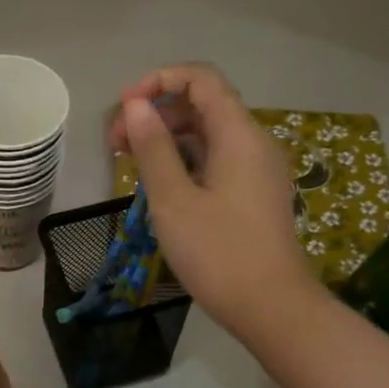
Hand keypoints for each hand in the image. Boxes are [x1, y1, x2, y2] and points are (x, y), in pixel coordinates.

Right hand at [106, 63, 314, 338]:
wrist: (272, 308)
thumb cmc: (218, 253)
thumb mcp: (174, 200)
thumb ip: (153, 148)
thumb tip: (136, 105)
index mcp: (239, 134)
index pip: (200, 79)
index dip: (158, 81)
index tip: (123, 110)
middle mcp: (254, 142)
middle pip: (203, 105)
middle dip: (157, 114)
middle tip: (116, 145)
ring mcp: (258, 170)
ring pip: (208, 135)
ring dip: (168, 139)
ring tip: (130, 165)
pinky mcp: (255, 194)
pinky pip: (217, 160)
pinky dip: (186, 161)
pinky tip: (160, 186)